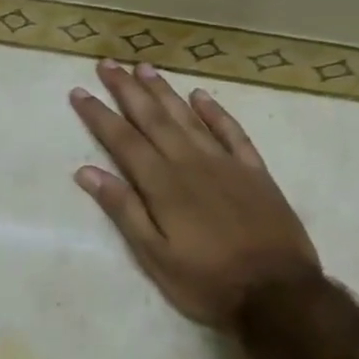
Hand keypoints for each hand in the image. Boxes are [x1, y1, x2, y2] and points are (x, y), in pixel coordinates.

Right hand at [70, 59, 319, 329]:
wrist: (278, 294)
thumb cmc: (206, 281)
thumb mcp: (154, 256)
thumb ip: (124, 210)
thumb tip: (87, 172)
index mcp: (163, 185)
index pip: (123, 140)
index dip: (99, 115)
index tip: (80, 92)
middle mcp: (191, 164)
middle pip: (154, 119)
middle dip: (128, 90)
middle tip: (109, 64)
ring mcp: (226, 164)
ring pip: (189, 118)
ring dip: (164, 91)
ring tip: (144, 67)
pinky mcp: (255, 172)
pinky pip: (232, 132)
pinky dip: (215, 112)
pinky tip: (201, 96)